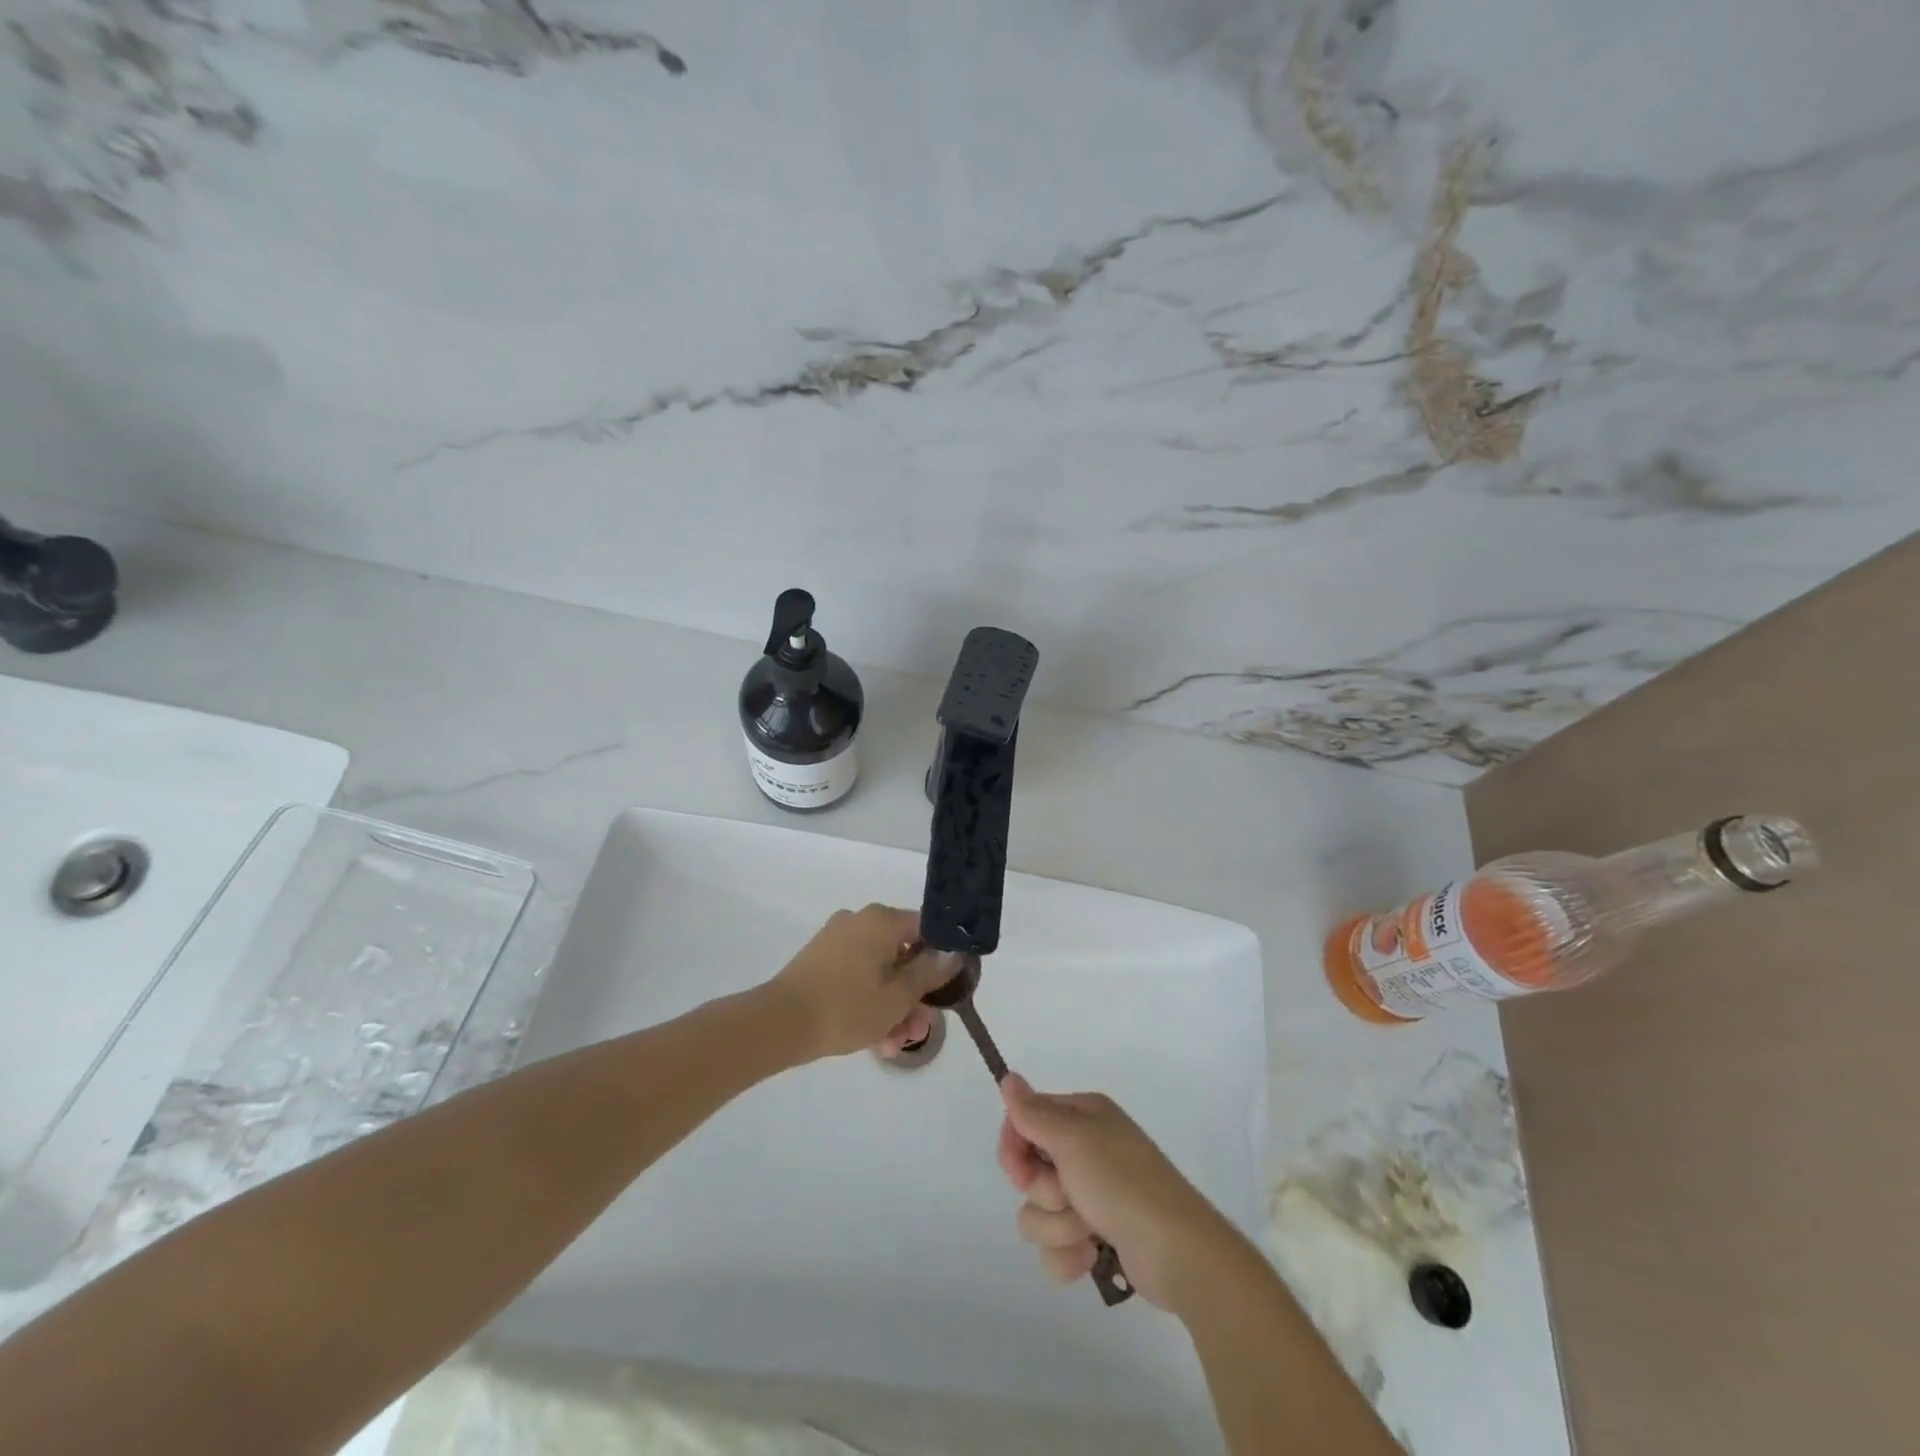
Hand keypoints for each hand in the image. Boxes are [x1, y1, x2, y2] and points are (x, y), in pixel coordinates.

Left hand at [767, 905, 950, 1060]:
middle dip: (914, 995)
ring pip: (880, 970)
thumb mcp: (898, 996)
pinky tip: (876, 1040)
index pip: (926, 929)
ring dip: (893, 1006)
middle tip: (918, 1030)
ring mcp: (837, 941)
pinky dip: (869, 1001)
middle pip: (902, 954)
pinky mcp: (821, 961)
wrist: (779, 1024)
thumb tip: (953, 952)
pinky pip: (857, 976)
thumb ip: (929, 972)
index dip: (940, 959)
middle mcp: (860, 921)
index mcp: (881, 920)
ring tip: (894, 1046)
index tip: (944, 991)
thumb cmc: (846, 1007)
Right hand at [997, 1075, 1230, 1311]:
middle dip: (1042, 1192)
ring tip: (1088, 1232)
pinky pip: (1055, 1248)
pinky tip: (1092, 1257)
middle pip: (1029, 1170)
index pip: (1025, 1120)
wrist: (1177, 1252)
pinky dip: (1068, 1256)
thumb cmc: (1122, 1183)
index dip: (1015, 1148)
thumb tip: (1008, 1077)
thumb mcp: (1073, 1139)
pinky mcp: (1095, 1237)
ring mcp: (1091, 1195)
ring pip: (1038, 1213)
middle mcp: (1085, 1150)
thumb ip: (1034, 1112)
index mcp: (1082, 1117)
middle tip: (1067, 1196)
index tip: (1020, 1171)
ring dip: (1058, 1228)